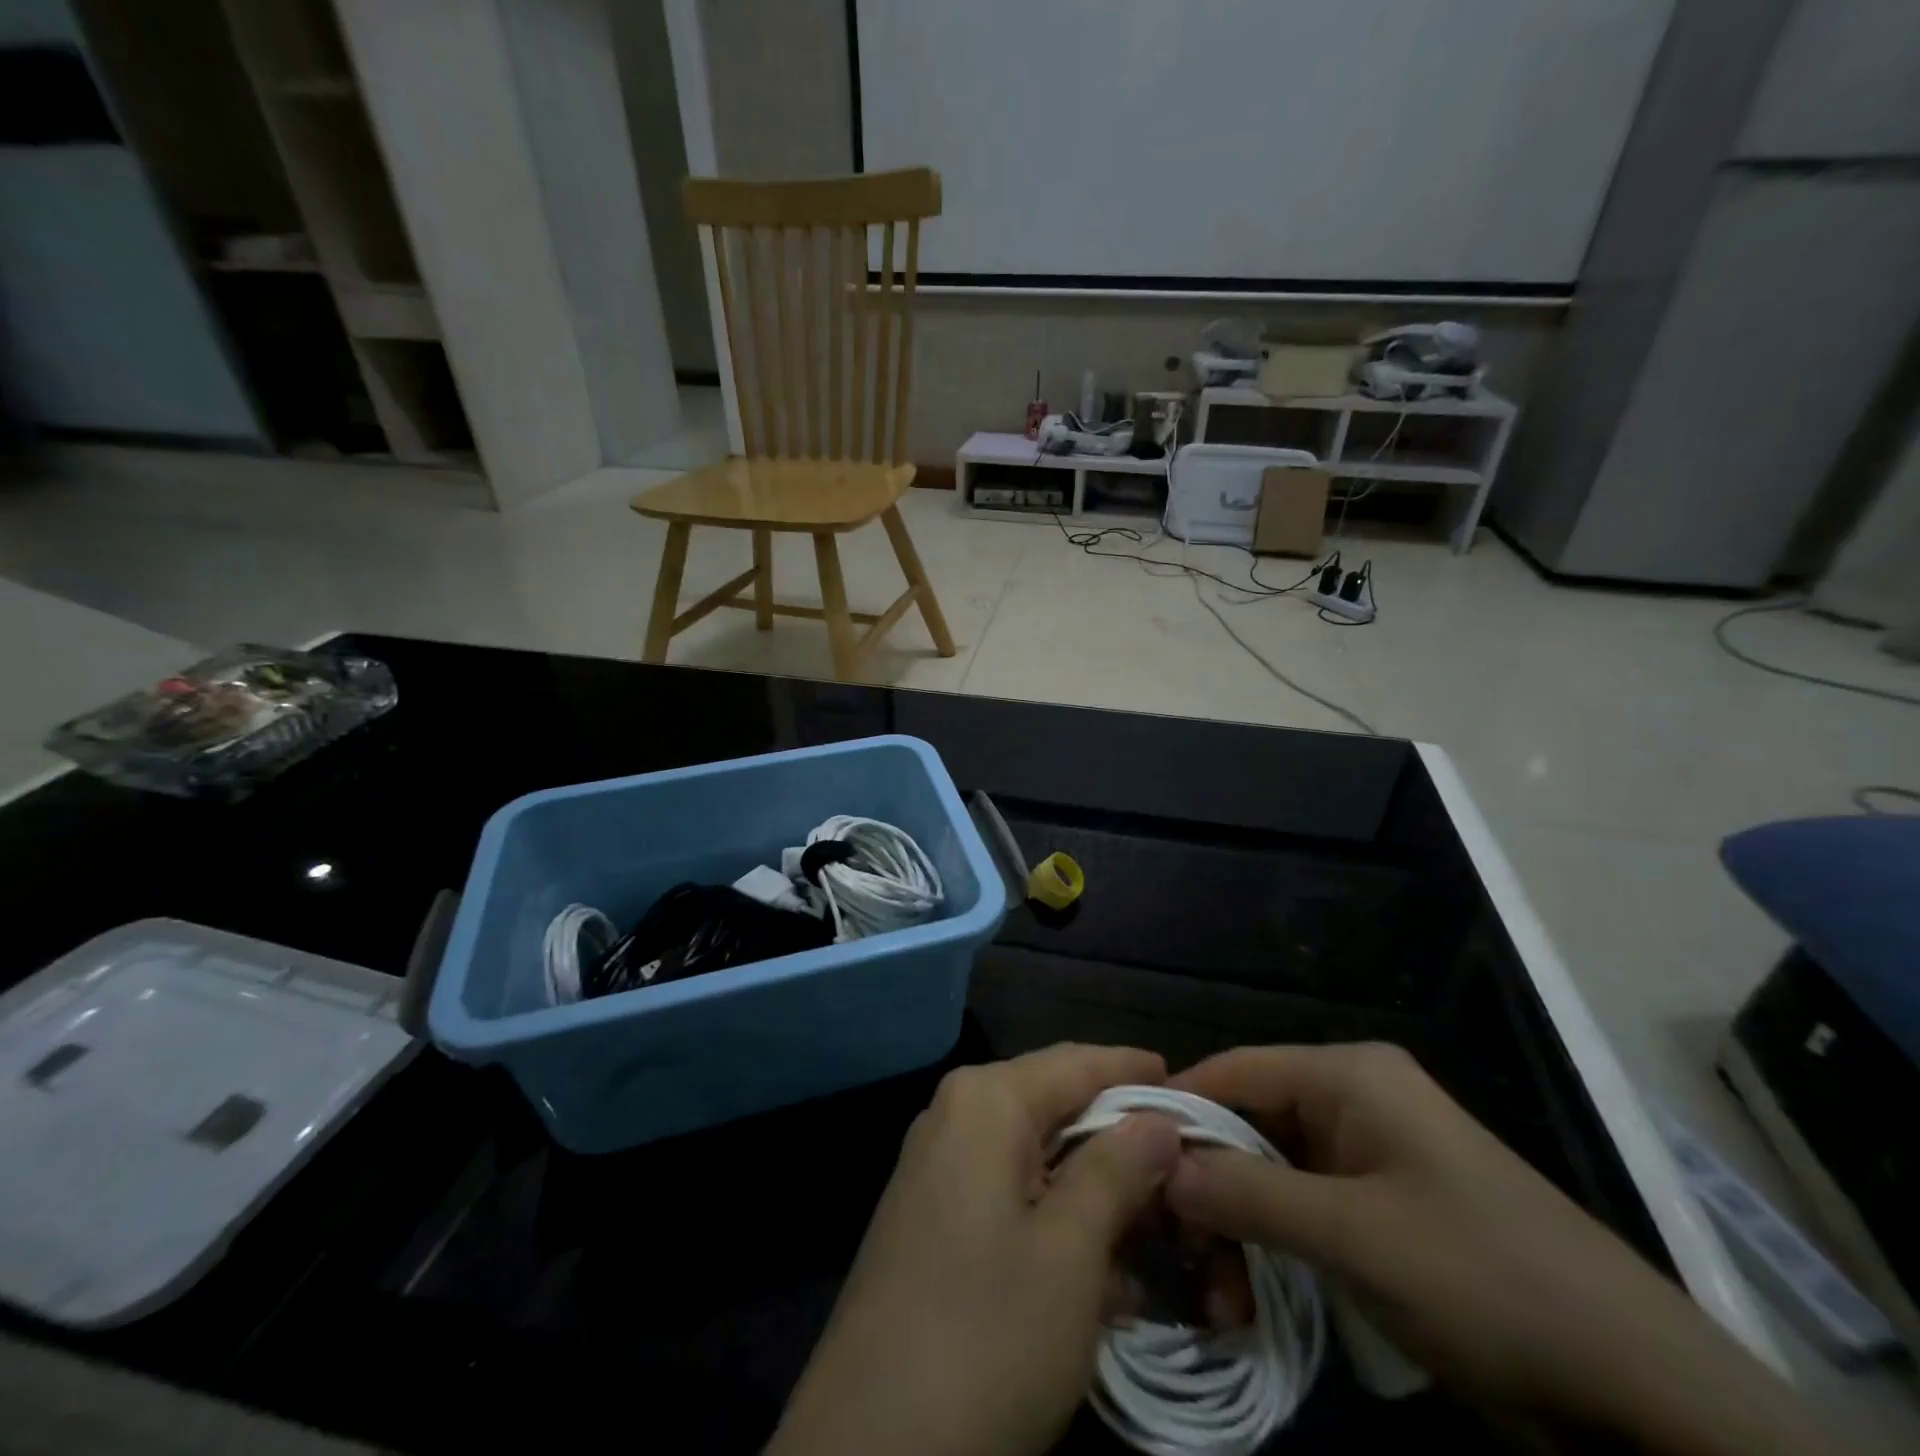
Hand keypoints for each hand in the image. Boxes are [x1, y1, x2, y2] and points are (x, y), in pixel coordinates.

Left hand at [767, 1044, 1181, 1455]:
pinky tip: (1102, 1269)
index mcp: (986, 1100)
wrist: (868, 1448)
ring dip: (1094, 1188)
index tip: (1188, 1085)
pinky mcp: (931, 1217)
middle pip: (1055, 1104)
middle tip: (1183, 1166)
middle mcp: (955, 1115)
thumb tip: (1158, 1119)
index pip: (1076, 1062)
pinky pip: (1009, 1192)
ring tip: (1155, 1225)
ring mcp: (937, 1167)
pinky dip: (1058, 1218)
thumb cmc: (986, 1335)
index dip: (1133, 1071)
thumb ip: (1118, 1170)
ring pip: (1036, 1155)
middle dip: (1118, 1137)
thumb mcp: (1070, 1252)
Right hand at [1166, 1043, 1836, 1455]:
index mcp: (1347, 1075)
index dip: (1175, 1111)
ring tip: (1210, 1296)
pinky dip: (1269, 1247)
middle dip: (1204, 1186)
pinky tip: (1245, 1298)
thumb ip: (1248, 1193)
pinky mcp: (1381, 1210)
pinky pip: (1301, 1210)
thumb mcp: (1354, 1235)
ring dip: (1233, 1229)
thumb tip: (1157, 1165)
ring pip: (1268, 1174)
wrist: (1642, 1392)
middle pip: (1246, 1125)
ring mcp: (1367, 1157)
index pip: (1231, 1071)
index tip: (1122, 1160)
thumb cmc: (1487, 1279)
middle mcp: (1351, 1100)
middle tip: (1167, 1250)